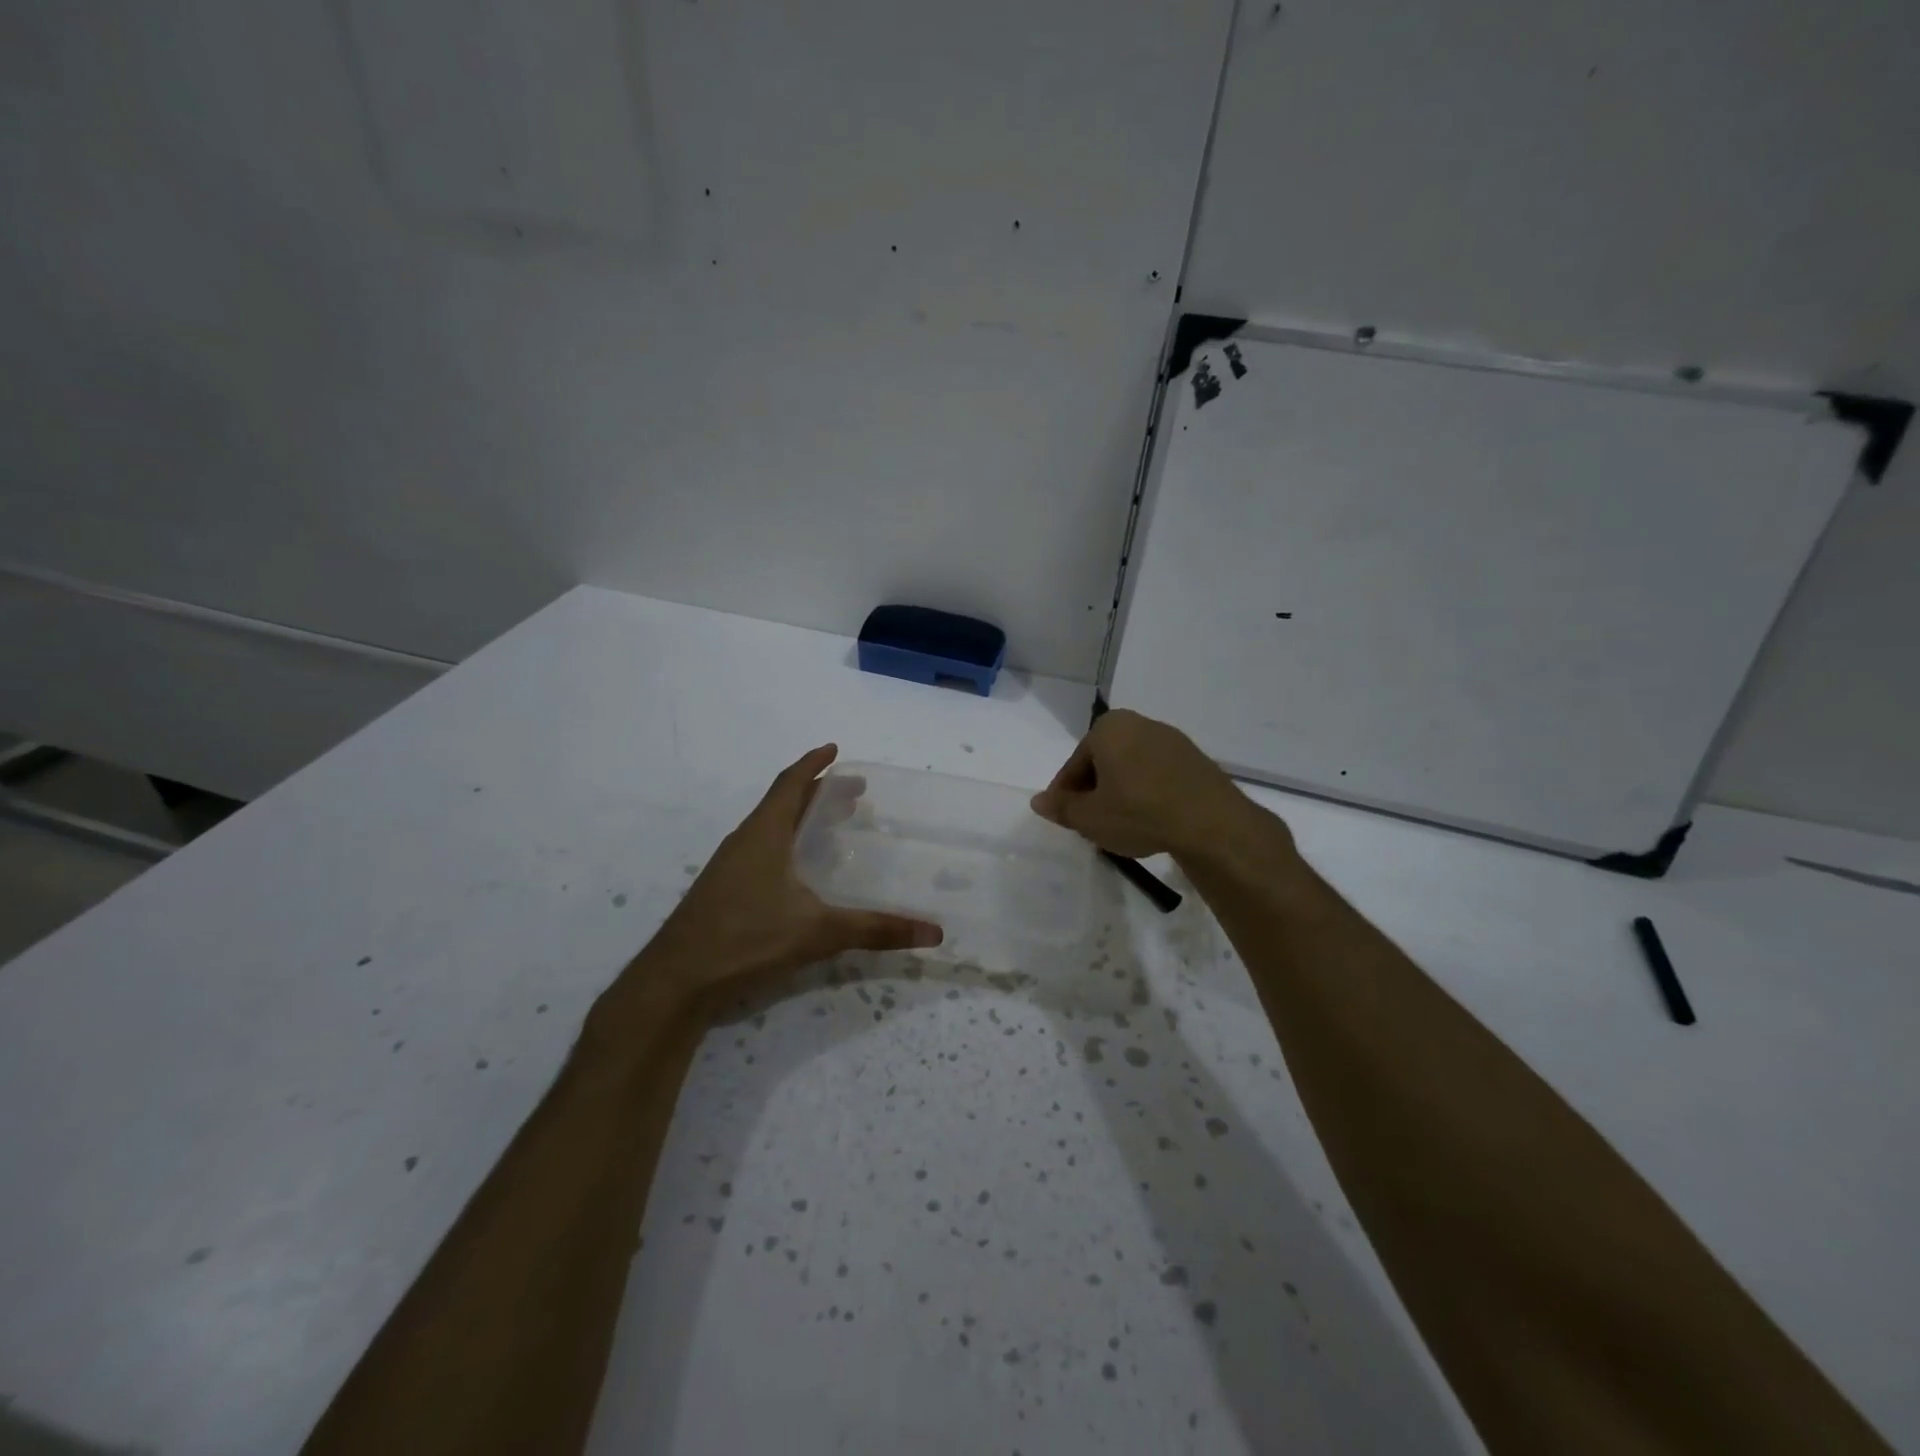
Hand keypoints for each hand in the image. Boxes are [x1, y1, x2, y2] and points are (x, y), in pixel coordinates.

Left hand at [635, 745, 942, 1009]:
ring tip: (833, 830)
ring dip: (801, 821)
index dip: (813, 764)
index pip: (790, 783)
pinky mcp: (723, 891)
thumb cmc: (746, 939)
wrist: (676, 980)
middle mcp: (745, 841)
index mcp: (764, 833)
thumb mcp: (817, 932)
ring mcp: (729, 866)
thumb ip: (875, 929)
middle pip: (783, 804)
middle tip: (853, 796)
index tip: (835, 749)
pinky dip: (788, 847)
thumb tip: (934, 933)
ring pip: (771, 829)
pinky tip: (802, 875)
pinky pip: (762, 852)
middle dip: (818, 794)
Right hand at [1031, 709, 1251, 859]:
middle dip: (1095, 790)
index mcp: (1108, 728)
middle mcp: (1139, 723)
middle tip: (1091, 823)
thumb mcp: (1090, 817)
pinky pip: (1158, 775)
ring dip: (1121, 792)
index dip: (1066, 794)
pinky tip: (1150, 819)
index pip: (1075, 764)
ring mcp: (1171, 740)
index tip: (1065, 818)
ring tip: (1120, 825)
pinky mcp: (1195, 760)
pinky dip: (1148, 793)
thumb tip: (1038, 801)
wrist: (1211, 823)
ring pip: (1131, 768)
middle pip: (1104, 761)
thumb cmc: (1138, 812)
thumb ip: (1061, 808)